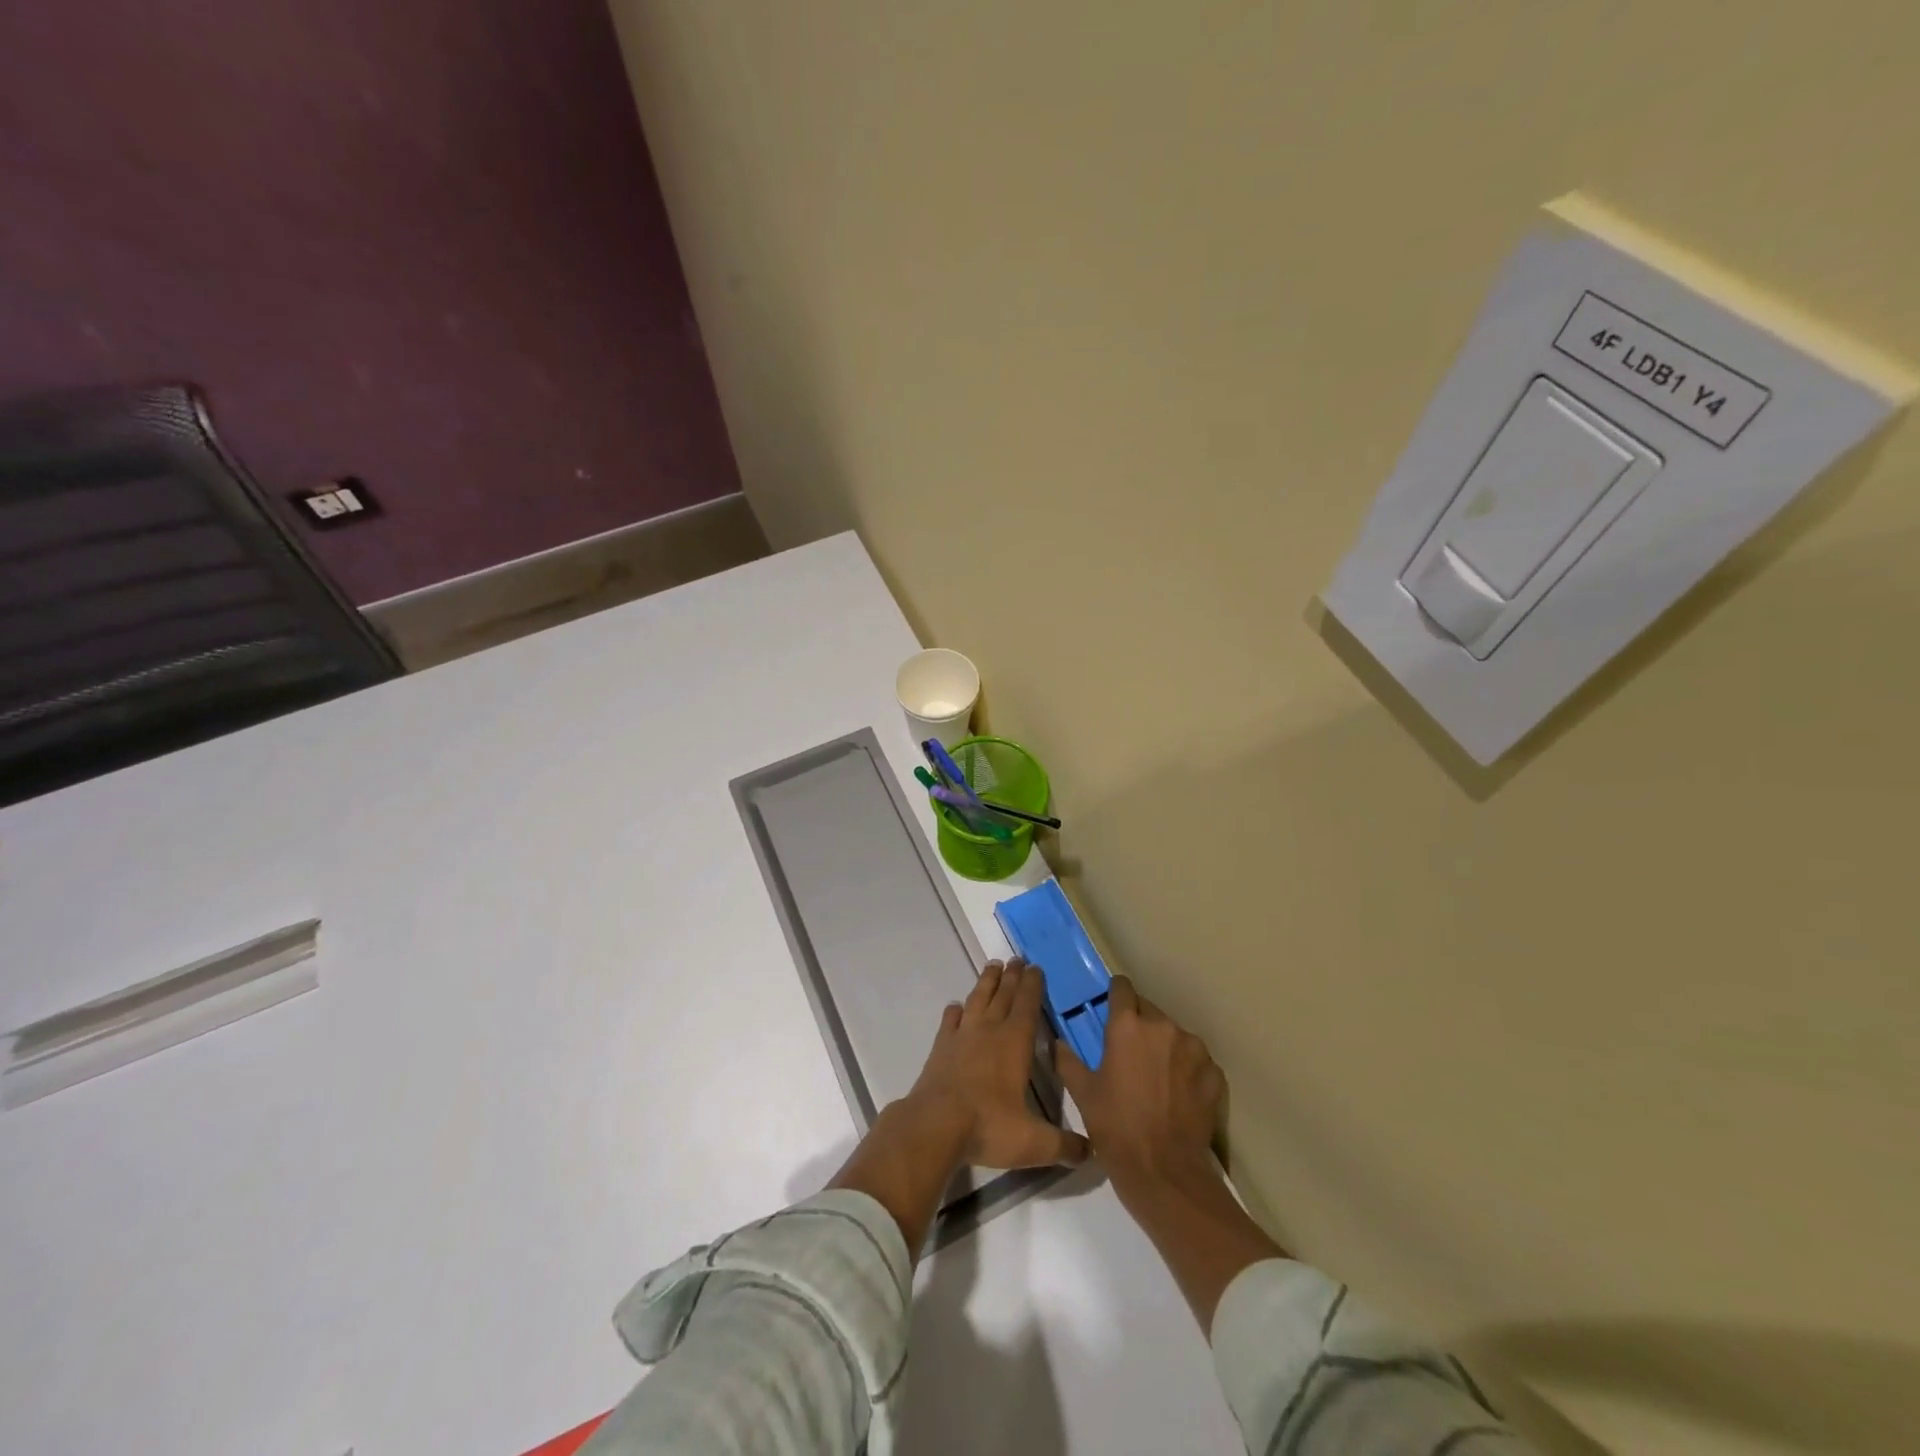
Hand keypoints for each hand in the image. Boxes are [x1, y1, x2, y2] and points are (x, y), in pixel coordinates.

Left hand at [908, 958, 1089, 1170]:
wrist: (935, 1125)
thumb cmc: (989, 1126)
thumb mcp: (1034, 1143)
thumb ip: (1064, 1146)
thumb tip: (1092, 1153)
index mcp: (1015, 1043)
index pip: (1028, 1005)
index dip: (1033, 985)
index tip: (1036, 967)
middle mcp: (989, 1030)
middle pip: (1003, 995)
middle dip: (1012, 976)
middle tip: (1017, 958)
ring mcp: (962, 1036)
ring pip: (977, 999)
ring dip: (986, 982)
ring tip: (993, 966)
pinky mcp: (941, 1048)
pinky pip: (950, 1021)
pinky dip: (955, 1012)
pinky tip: (956, 1007)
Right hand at [1054, 975, 1224, 1210]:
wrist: (1164, 1172)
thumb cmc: (1115, 1127)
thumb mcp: (1082, 1094)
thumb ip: (1068, 1061)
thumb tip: (1057, 1043)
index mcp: (1127, 1025)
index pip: (1122, 988)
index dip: (1115, 995)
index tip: (1111, 1009)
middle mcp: (1162, 1026)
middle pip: (1149, 1010)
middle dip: (1139, 1024)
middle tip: (1129, 1052)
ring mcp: (1193, 1048)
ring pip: (1174, 1034)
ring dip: (1164, 1045)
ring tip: (1156, 1074)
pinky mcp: (1213, 1073)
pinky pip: (1197, 1059)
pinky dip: (1187, 1068)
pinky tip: (1179, 1092)